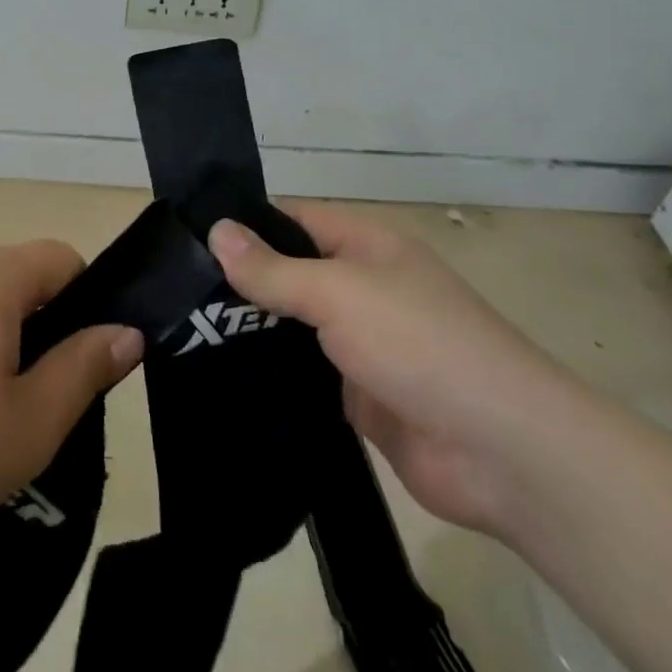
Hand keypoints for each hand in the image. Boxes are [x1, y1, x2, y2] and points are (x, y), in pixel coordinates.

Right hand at [209, 203, 575, 535]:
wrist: (499, 451)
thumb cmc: (419, 344)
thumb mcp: (338, 293)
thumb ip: (274, 269)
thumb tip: (216, 231)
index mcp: (365, 246)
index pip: (292, 220)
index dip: (245, 225)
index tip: (187, 239)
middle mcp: (360, 287)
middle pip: (287, 273)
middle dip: (237, 282)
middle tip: (172, 293)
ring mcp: (358, 343)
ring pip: (290, 326)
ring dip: (248, 330)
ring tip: (181, 332)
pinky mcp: (354, 393)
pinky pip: (301, 373)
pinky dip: (268, 374)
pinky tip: (219, 375)